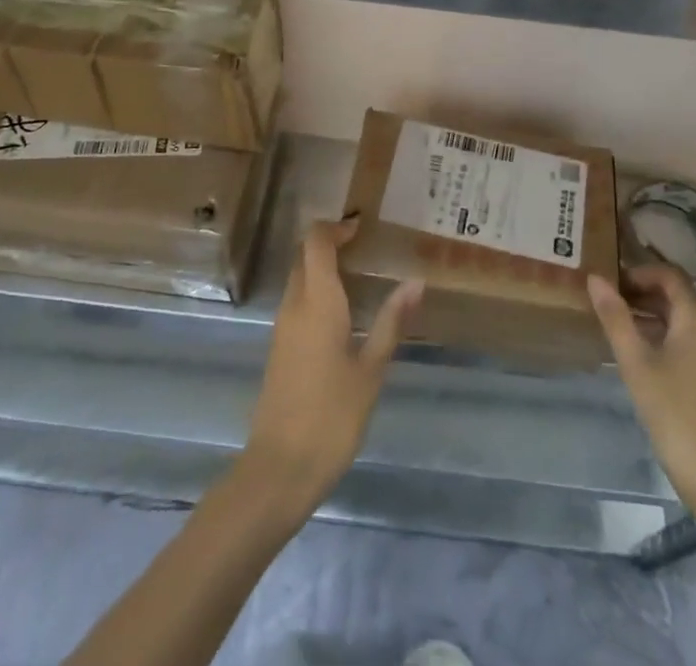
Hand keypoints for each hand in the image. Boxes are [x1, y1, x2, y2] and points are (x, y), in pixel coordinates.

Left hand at [241, 216, 423, 517]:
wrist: (279, 470)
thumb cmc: (331, 416)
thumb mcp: (371, 370)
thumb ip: (391, 322)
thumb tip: (416, 281)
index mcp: (316, 302)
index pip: (316, 242)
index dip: (336, 226)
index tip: (363, 226)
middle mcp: (294, 306)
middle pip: (304, 256)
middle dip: (332, 243)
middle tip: (369, 245)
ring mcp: (282, 328)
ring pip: (300, 279)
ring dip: (324, 267)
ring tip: (364, 273)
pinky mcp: (280, 348)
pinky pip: (298, 302)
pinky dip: (318, 291)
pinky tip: (345, 311)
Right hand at [589, 264, 695, 518]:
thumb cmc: (674, 412)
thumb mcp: (636, 363)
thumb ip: (615, 318)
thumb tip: (595, 278)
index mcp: (694, 318)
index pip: (669, 275)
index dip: (639, 271)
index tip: (609, 280)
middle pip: (674, 295)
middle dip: (640, 291)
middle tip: (605, 299)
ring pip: (677, 319)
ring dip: (647, 314)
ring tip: (613, 323)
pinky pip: (682, 340)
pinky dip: (658, 335)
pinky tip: (635, 354)